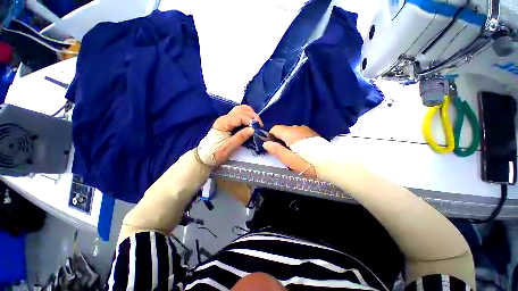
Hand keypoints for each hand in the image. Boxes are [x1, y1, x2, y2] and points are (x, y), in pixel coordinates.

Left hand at [197, 105, 262, 165]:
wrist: (205, 156)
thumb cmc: (216, 153)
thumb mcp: (229, 148)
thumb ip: (240, 137)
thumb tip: (253, 129)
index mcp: (223, 123)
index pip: (239, 116)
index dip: (250, 120)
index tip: (258, 128)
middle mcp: (224, 118)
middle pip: (240, 109)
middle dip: (252, 116)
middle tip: (259, 126)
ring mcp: (226, 119)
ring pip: (240, 109)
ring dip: (250, 114)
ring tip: (256, 124)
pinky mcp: (228, 122)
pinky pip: (239, 114)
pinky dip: (247, 116)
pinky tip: (250, 123)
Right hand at [263, 125, 318, 177]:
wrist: (331, 163)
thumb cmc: (307, 163)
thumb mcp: (289, 160)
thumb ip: (276, 150)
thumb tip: (265, 143)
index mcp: (290, 133)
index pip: (275, 128)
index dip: (271, 136)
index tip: (272, 146)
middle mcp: (297, 128)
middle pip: (283, 129)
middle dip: (279, 138)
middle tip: (283, 151)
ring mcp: (306, 129)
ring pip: (291, 131)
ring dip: (288, 138)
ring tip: (292, 150)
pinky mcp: (312, 133)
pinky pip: (299, 133)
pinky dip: (295, 138)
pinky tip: (301, 148)